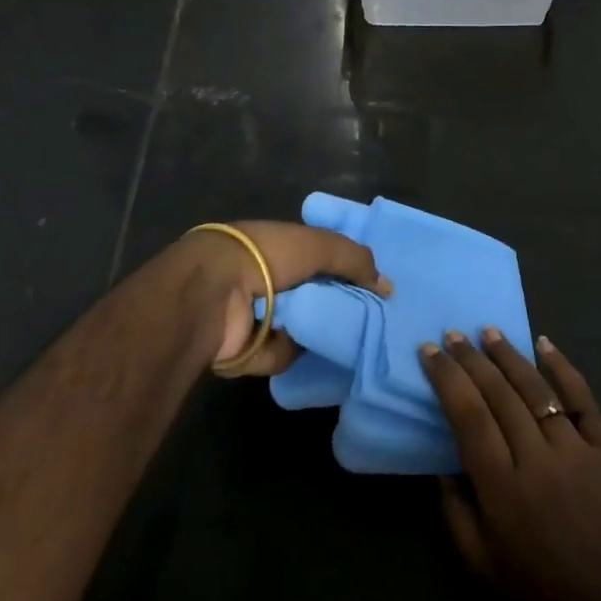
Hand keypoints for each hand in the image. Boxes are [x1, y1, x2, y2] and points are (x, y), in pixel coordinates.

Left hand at [180, 221, 391, 376]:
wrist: (213, 292)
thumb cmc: (266, 257)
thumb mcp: (318, 245)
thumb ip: (354, 259)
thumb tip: (387, 286)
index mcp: (282, 247)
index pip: (322, 257)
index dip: (348, 270)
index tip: (376, 289)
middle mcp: (270, 278)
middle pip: (315, 296)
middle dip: (337, 308)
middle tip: (370, 323)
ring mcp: (257, 314)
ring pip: (301, 329)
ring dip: (316, 334)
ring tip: (342, 340)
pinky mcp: (247, 349)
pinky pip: (282, 355)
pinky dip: (288, 351)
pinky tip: (297, 347)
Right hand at [421, 331, 600, 600]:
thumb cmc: (548, 596)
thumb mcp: (486, 569)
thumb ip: (456, 514)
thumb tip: (441, 463)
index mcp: (503, 491)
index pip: (468, 416)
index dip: (447, 378)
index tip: (430, 350)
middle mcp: (538, 461)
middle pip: (498, 394)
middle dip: (471, 359)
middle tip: (453, 334)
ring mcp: (577, 451)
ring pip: (536, 388)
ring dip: (509, 355)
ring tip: (488, 331)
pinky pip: (583, 398)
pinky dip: (563, 367)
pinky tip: (544, 343)